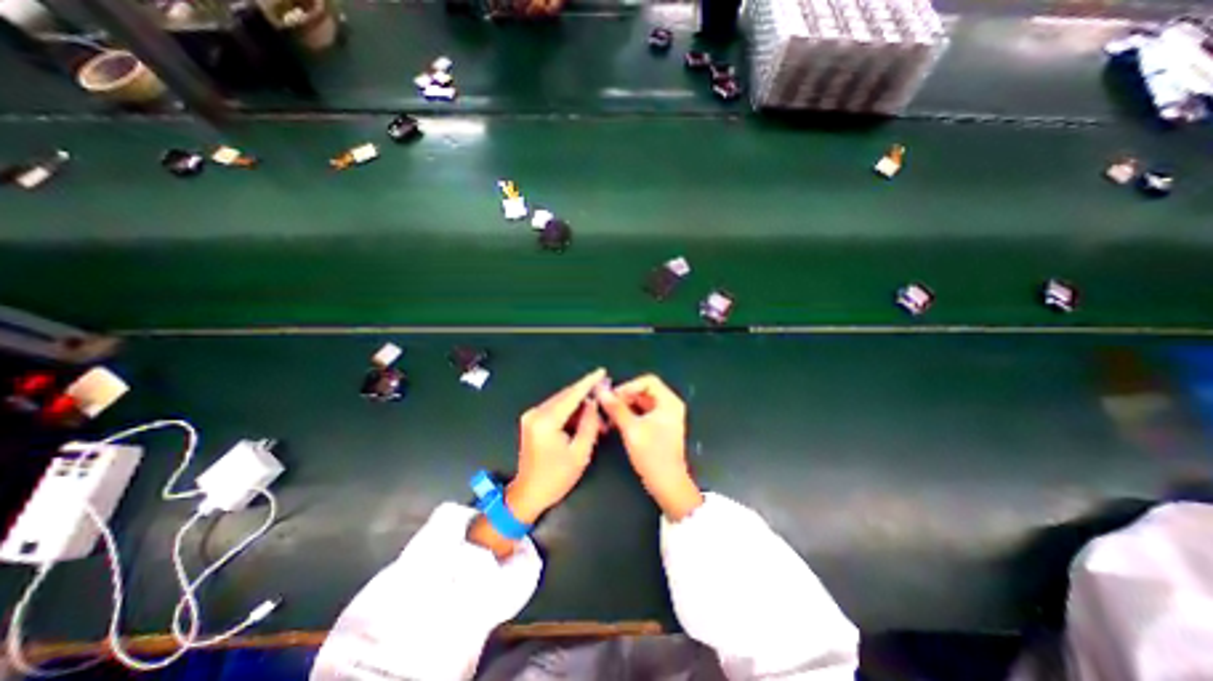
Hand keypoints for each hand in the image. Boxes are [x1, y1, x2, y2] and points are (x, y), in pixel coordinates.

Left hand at [471, 368, 612, 558]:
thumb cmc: (556, 478)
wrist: (529, 494)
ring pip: (562, 402)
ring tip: (598, 419)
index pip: (571, 395)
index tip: (601, 371)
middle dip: (587, 397)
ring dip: (580, 407)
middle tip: (605, 402)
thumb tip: (593, 403)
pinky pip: (556, 409)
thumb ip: (589, 424)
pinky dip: (570, 413)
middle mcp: (535, 413)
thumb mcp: (580, 453)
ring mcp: (531, 416)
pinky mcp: (532, 420)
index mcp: (546, 421)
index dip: (588, 382)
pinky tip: (583, 421)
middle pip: (566, 396)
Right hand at [596, 374, 701, 519]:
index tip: (612, 397)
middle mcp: (669, 405)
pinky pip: (641, 414)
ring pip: (640, 403)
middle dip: (624, 398)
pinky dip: (628, 416)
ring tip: (608, 417)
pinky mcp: (658, 427)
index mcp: (669, 401)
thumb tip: (601, 391)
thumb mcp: (632, 429)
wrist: (667, 484)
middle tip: (607, 407)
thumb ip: (616, 408)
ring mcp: (664, 416)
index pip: (647, 381)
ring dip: (624, 407)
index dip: (628, 386)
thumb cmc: (653, 455)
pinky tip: (614, 424)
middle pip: (643, 391)